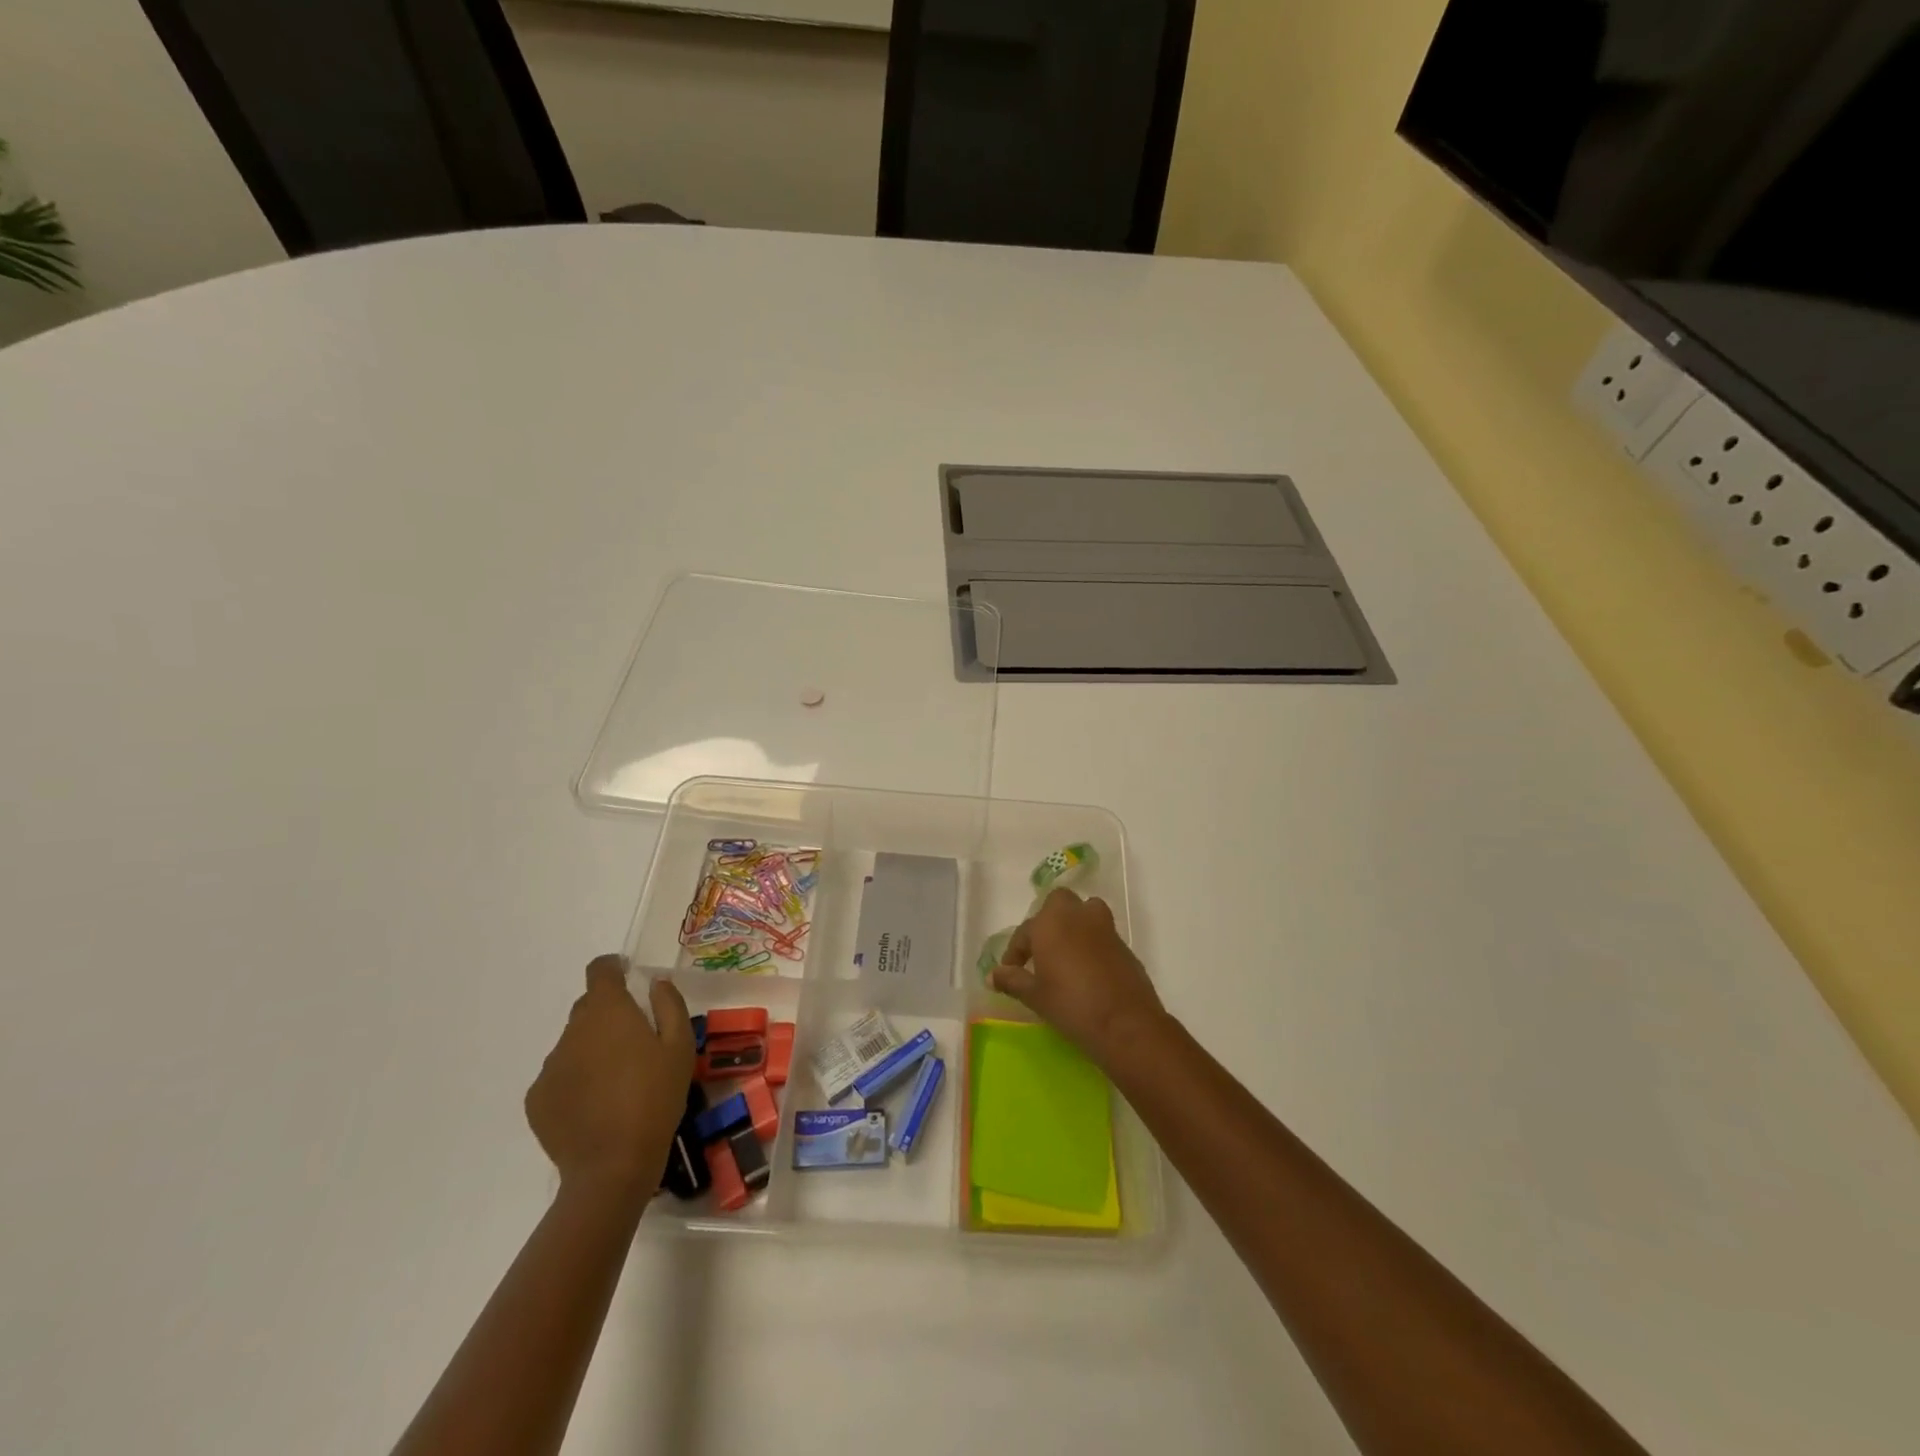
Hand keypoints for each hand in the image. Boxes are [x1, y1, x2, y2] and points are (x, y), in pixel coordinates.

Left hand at [525, 955, 694, 1198]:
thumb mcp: (680, 1047)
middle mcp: (572, 1031)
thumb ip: (669, 1005)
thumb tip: (655, 984)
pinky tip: (597, 1105)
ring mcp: (550, 1066)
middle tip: (635, 1041)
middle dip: (609, 1015)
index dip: (612, 967)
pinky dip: (577, 1079)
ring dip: (593, 1049)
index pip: (599, 970)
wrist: (612, 1166)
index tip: (627, 976)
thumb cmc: (655, 1098)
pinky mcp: (537, 1099)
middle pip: (588, 1008)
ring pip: (574, 1044)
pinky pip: (560, 1075)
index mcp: (607, 1012)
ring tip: (617, 1081)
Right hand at [989, 889, 1168, 1067]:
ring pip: (1085, 912)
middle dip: (1048, 920)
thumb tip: (992, 975)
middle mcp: (1077, 916)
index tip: (1011, 972)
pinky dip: (1091, 943)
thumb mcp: (1034, 996)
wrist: (1125, 1023)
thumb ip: (1012, 980)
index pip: (1025, 931)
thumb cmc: (1071, 1004)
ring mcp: (1104, 927)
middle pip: (1059, 903)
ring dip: (1074, 925)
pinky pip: (1101, 934)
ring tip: (1066, 954)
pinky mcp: (1123, 945)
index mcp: (1050, 922)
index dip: (1015, 952)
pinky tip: (1087, 970)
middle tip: (1041, 950)